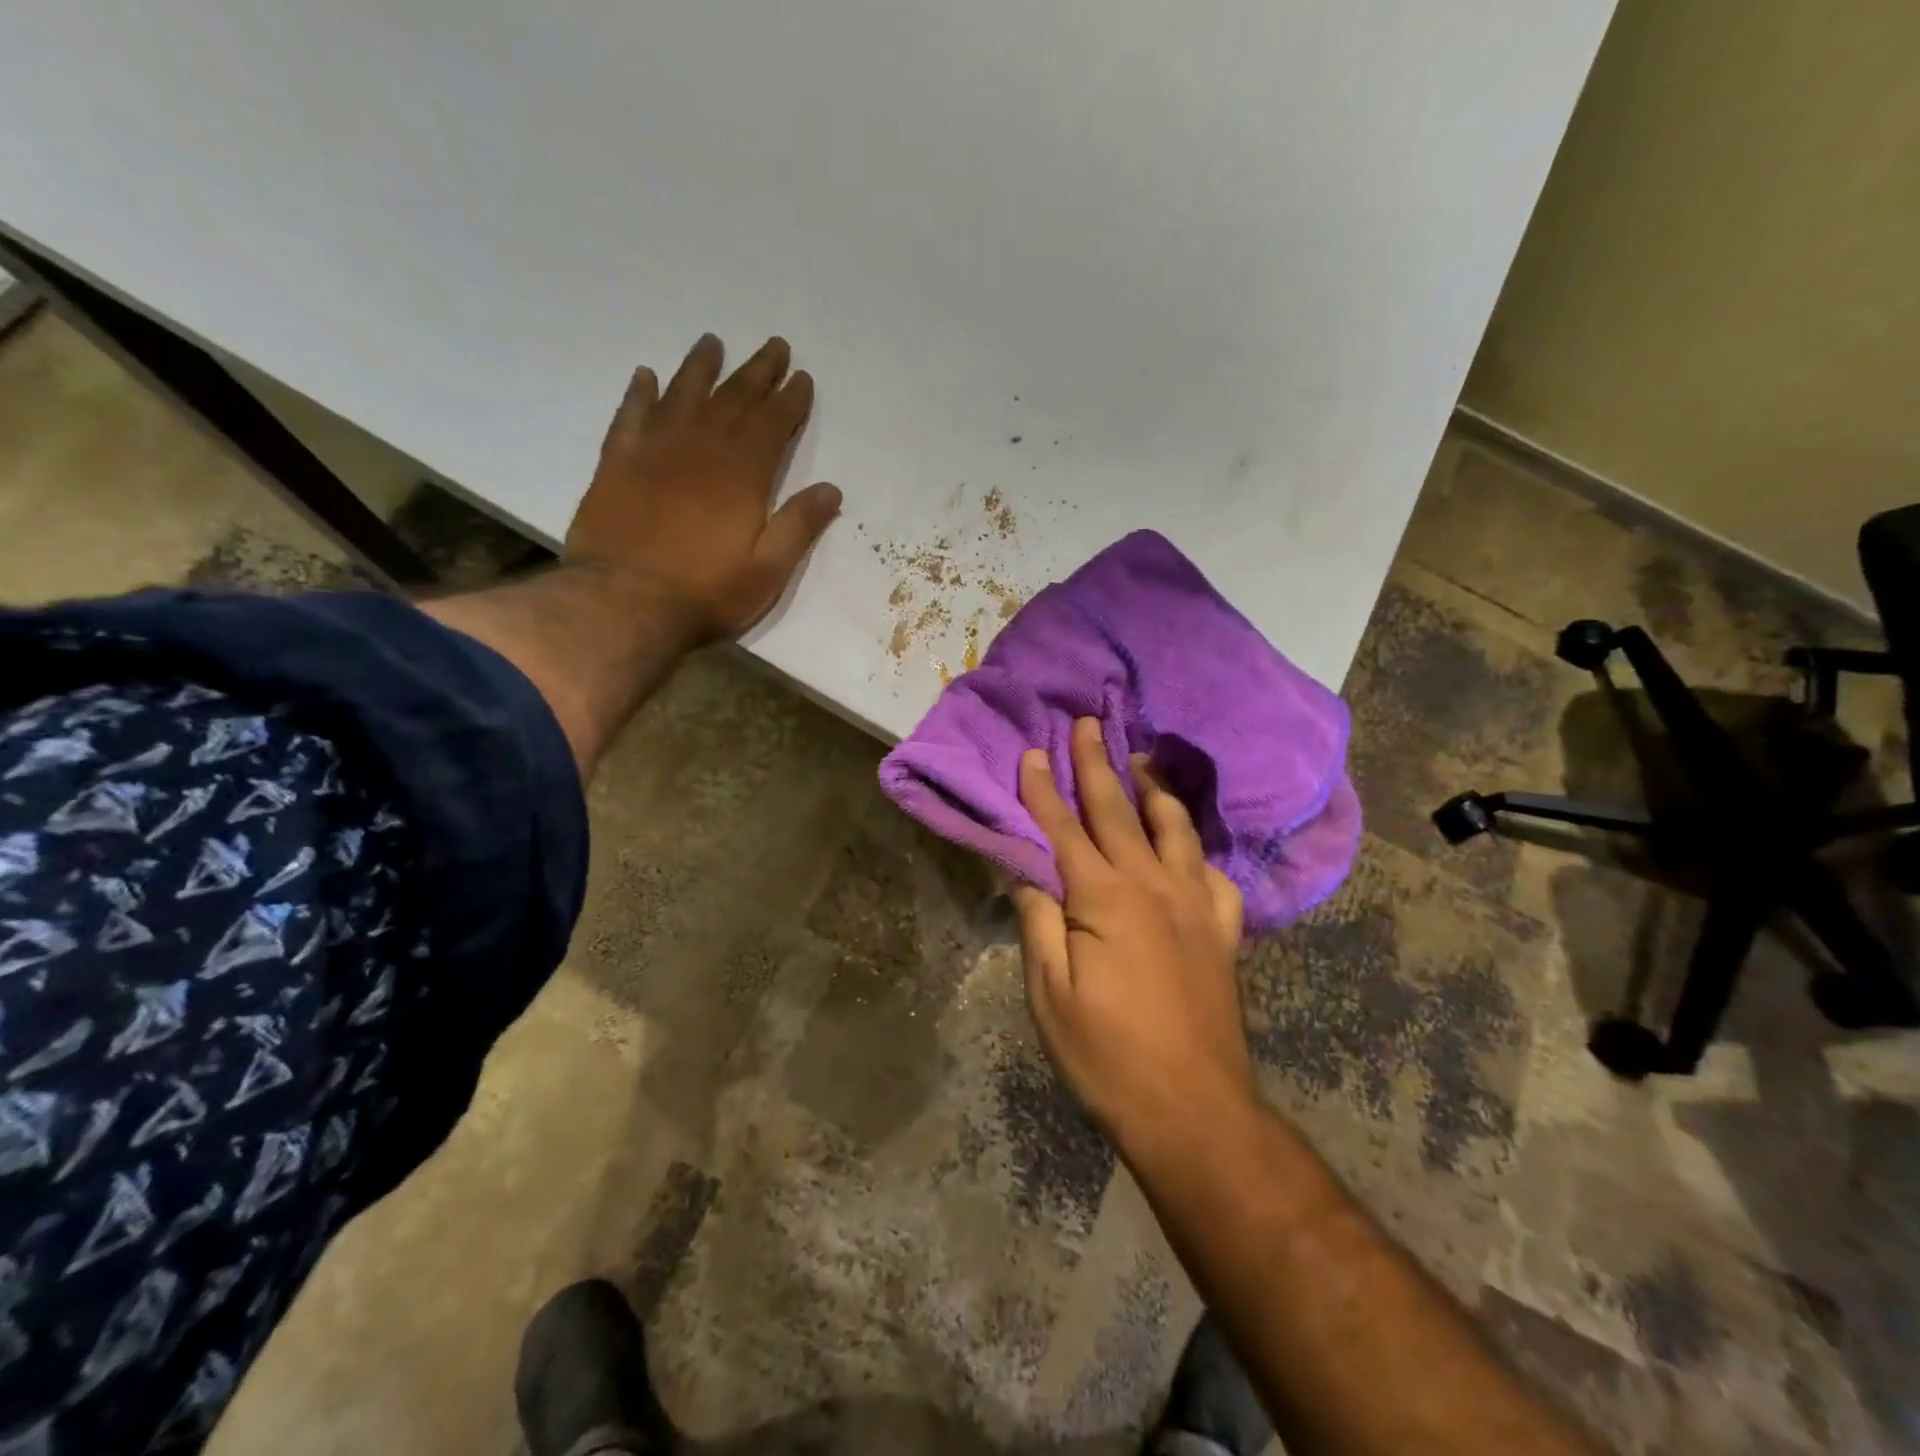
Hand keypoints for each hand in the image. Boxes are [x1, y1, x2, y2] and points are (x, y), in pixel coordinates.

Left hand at [565, 333, 842, 644]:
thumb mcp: (768, 571)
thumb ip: (799, 526)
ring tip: (713, 342)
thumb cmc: (706, 593)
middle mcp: (701, 448)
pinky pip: (631, 415)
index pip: (772, 423)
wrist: (623, 603)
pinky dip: (640, 393)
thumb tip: (831, 489)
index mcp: (743, 474)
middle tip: (774, 346)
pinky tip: (647, 376)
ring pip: (683, 394)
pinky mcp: (617, 463)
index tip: (802, 378)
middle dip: (757, 371)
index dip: (790, 399)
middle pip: (733, 398)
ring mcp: (655, 451)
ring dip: (701, 367)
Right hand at [1014, 718, 1251, 1155]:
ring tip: (1140, 758)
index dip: (1043, 790)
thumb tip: (1028, 871)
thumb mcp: (1050, 994)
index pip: (1063, 829)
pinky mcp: (1221, 929)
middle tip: (1088, 724)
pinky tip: (1187, 842)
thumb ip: (1039, 922)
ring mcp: (1194, 904)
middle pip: (1118, 810)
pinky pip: (1212, 872)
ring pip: (1172, 827)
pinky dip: (1197, 847)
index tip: (1032, 752)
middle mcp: (1152, 885)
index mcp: (1104, 899)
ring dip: (1152, 788)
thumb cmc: (1107, 1056)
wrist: (1193, 1109)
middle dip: (1097, 764)